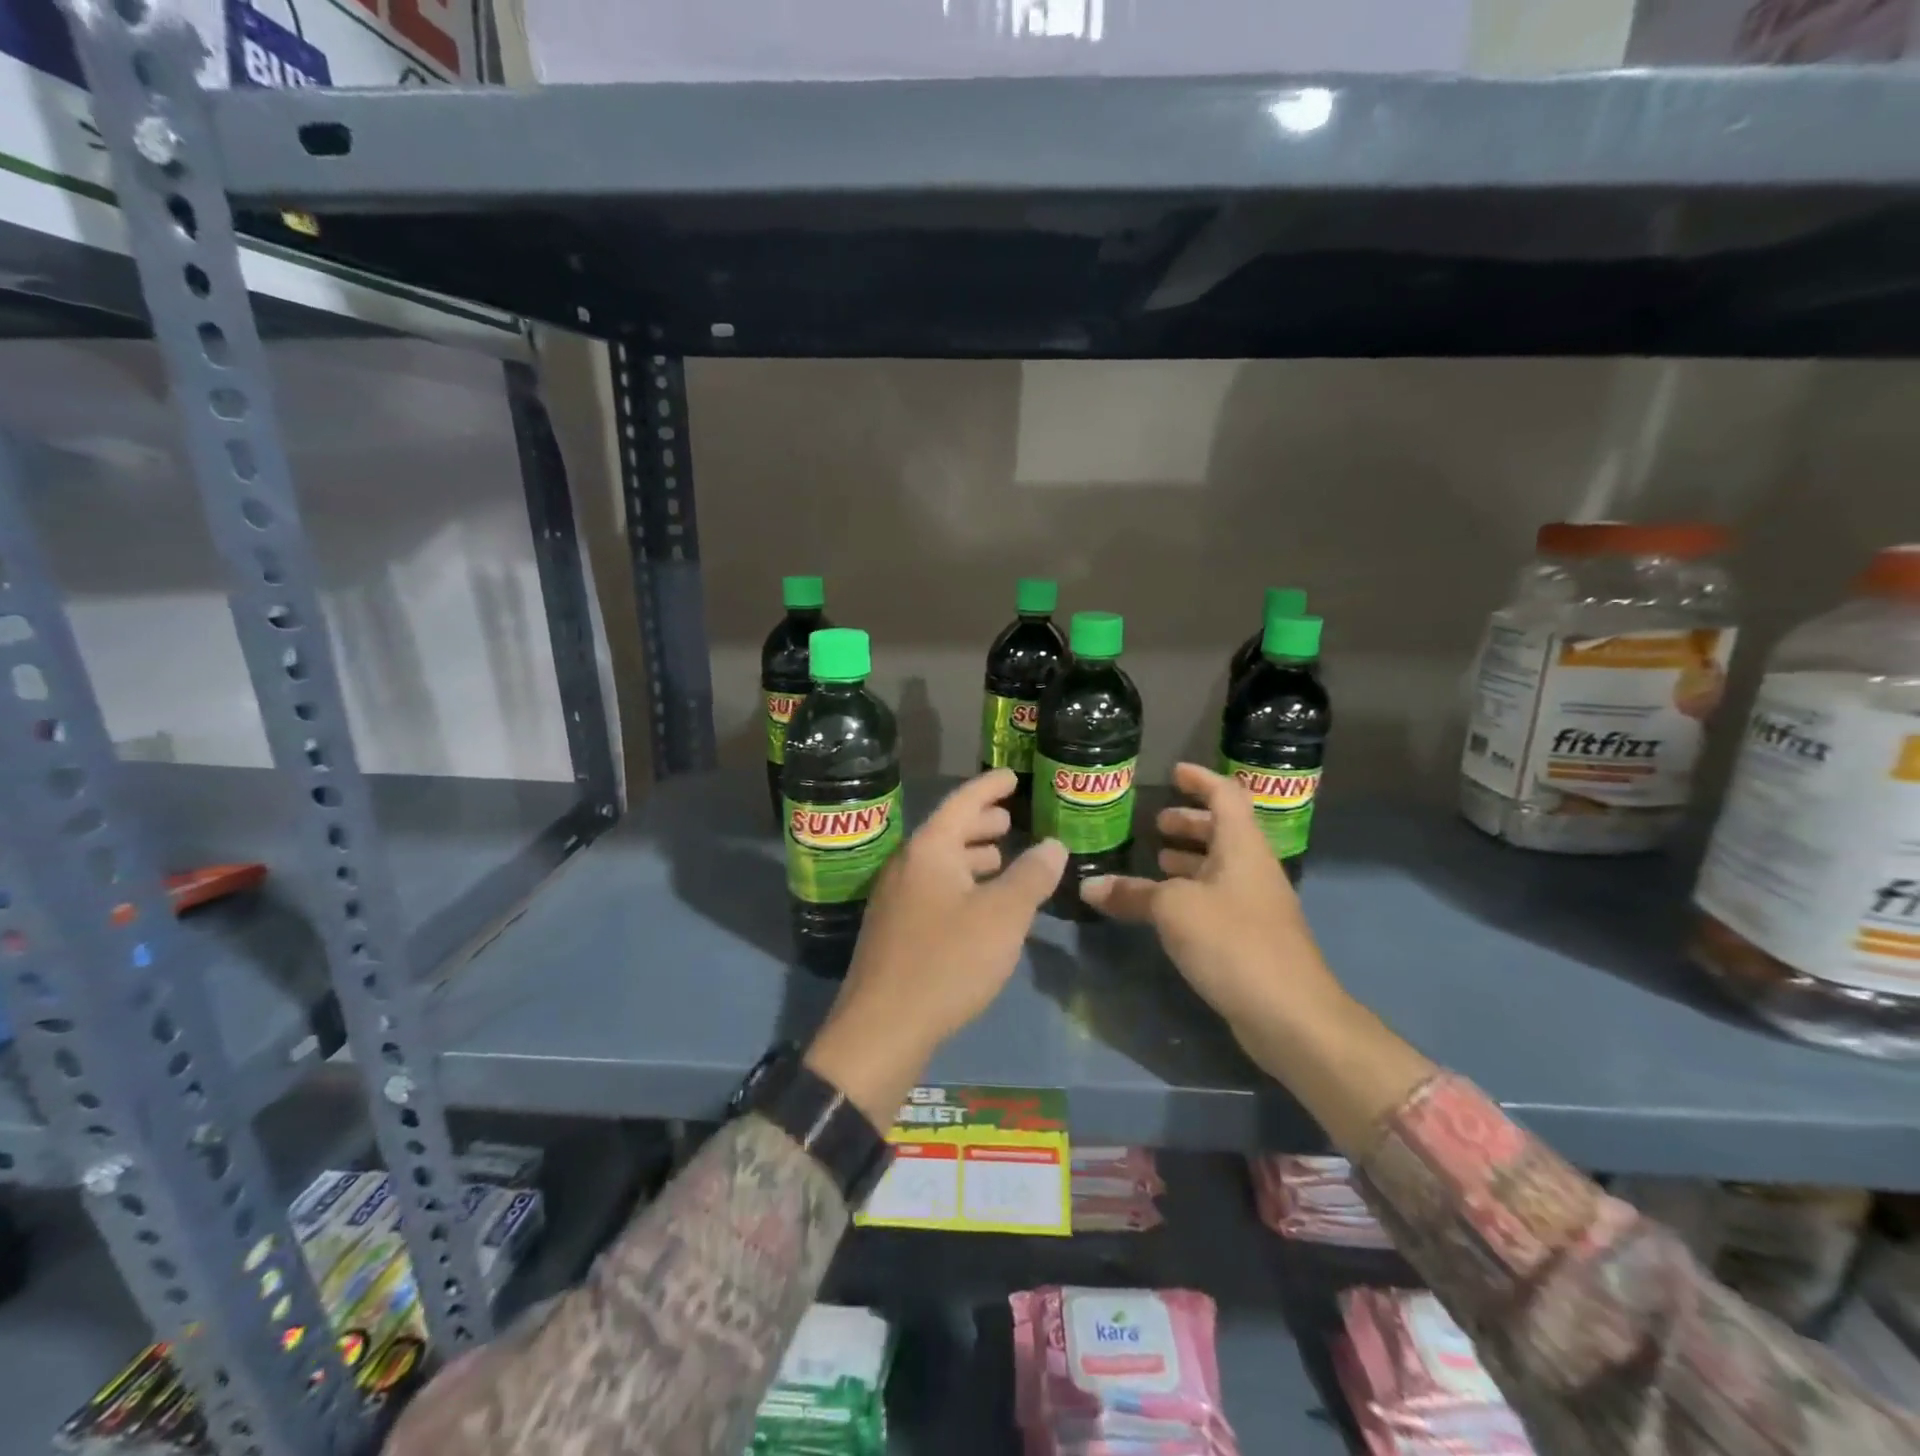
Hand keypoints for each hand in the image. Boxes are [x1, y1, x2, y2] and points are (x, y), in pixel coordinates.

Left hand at [804, 770, 1066, 1125]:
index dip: (989, 786)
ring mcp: (895, 898)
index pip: (963, 802)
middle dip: (980, 822)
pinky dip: (960, 883)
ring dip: (970, 855)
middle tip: (1009, 819)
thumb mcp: (1002, 916)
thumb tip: (1053, 845)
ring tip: (999, 857)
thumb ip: (1031, 876)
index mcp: (929, 849)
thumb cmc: (947, 961)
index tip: (1011, 776)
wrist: (883, 1028)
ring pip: (939, 863)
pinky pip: (932, 888)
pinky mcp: (894, 929)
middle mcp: (906, 865)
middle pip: (947, 831)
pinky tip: (978, 904)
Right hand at [1080, 762, 1343, 1032]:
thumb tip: (1089, 886)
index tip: (1173, 772)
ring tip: (1156, 859)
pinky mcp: (1252, 937)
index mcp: (1242, 847)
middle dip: (1191, 821)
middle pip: (1225, 831)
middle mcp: (1253, 869)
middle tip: (1156, 823)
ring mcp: (1256, 905)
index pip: (1226, 795)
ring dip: (1190, 858)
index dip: (1201, 779)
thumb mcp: (1173, 910)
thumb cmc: (1233, 942)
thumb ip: (1132, 894)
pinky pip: (1218, 898)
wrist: (1290, 1014)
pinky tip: (1167, 908)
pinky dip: (1192, 891)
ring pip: (1221, 867)